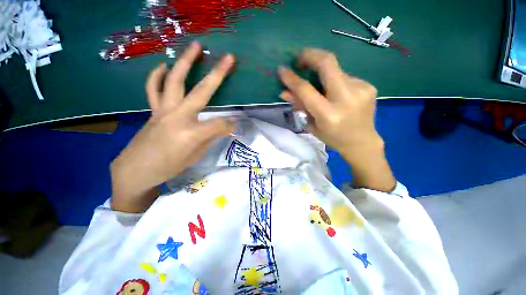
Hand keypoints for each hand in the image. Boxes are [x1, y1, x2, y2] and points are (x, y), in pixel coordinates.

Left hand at [110, 42, 235, 212]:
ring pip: (175, 80)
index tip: (234, 126)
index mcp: (192, 134)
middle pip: (202, 91)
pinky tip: (165, 65)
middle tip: (228, 58)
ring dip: (186, 62)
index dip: (230, 125)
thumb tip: (225, 127)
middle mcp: (178, 117)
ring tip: (195, 47)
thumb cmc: (169, 167)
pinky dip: (158, 75)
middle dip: (218, 74)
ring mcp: (164, 110)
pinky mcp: (154, 109)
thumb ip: (211, 137)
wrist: (137, 169)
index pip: (220, 124)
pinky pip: (154, 88)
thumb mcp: (196, 156)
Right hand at [278, 48, 395, 191]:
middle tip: (300, 57)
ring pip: (336, 70)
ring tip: (321, 87)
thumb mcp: (312, 125)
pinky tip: (336, 94)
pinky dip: (335, 82)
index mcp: (328, 114)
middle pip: (327, 63)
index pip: (306, 89)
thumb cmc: (332, 137)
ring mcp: (361, 89)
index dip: (292, 78)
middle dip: (310, 55)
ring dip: (323, 74)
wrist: (362, 142)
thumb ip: (300, 106)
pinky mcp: (369, 85)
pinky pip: (345, 77)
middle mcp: (346, 98)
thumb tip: (285, 92)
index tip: (282, 69)